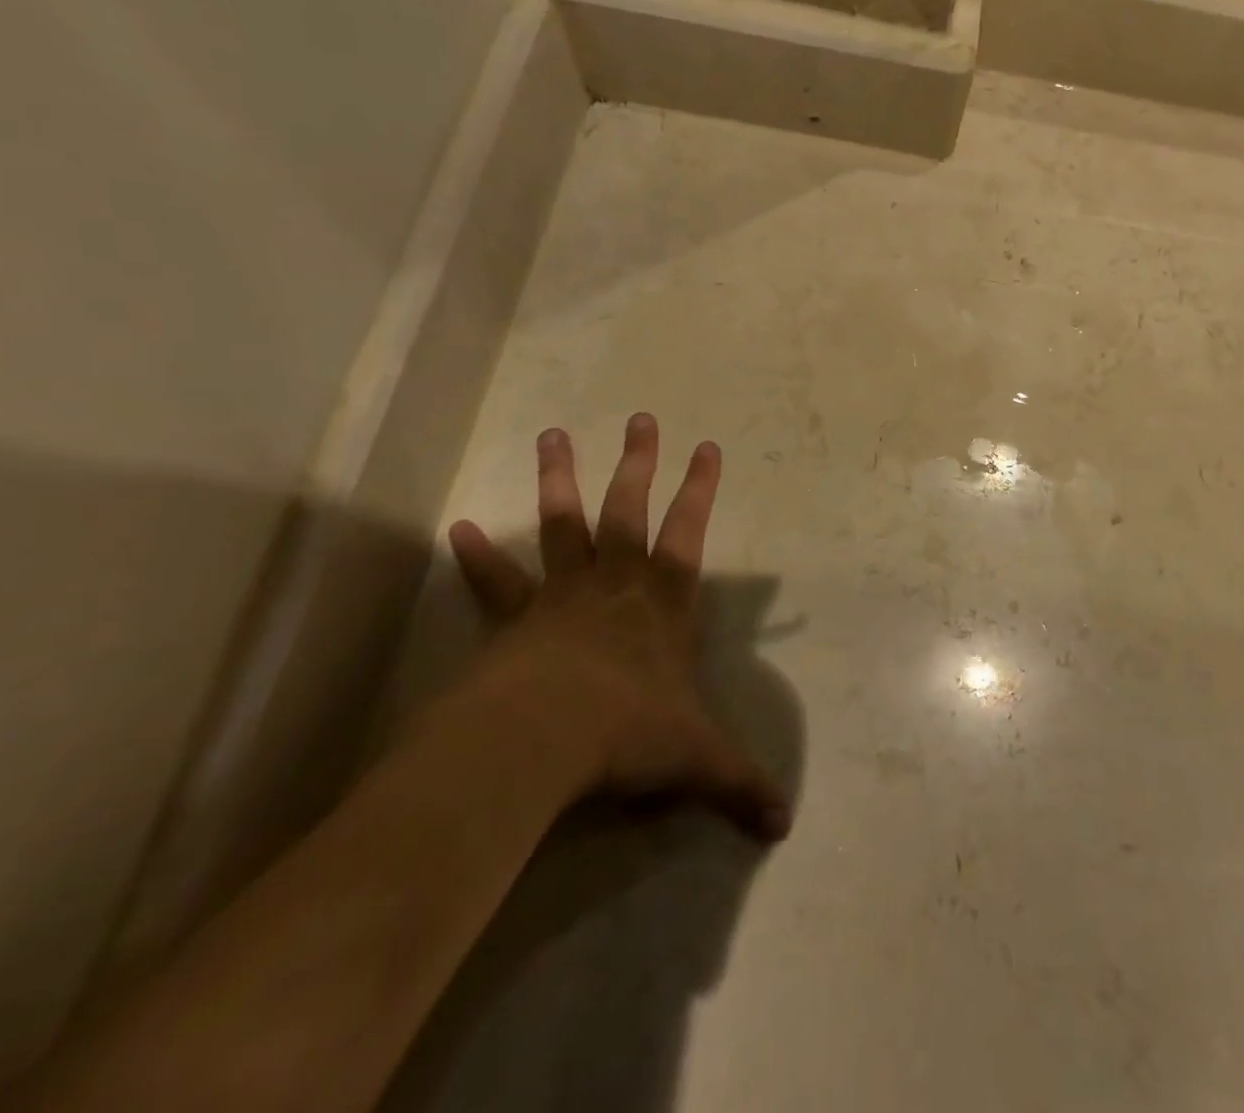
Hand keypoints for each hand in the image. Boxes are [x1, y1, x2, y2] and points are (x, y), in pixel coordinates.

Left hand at [445, 415, 791, 841]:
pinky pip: (497, 581)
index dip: (700, 489)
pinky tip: (458, 526)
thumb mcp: (698, 761)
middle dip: (638, 463)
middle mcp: (616, 585)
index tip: (707, 446)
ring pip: (564, 525)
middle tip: (639, 417)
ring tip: (552, 434)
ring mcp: (562, 596)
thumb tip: (785, 826)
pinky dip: (479, 555)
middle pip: (627, 510)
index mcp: (663, 604)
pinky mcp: (515, 620)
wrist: (545, 739)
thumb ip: (740, 785)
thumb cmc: (631, 734)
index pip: (690, 533)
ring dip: (560, 479)